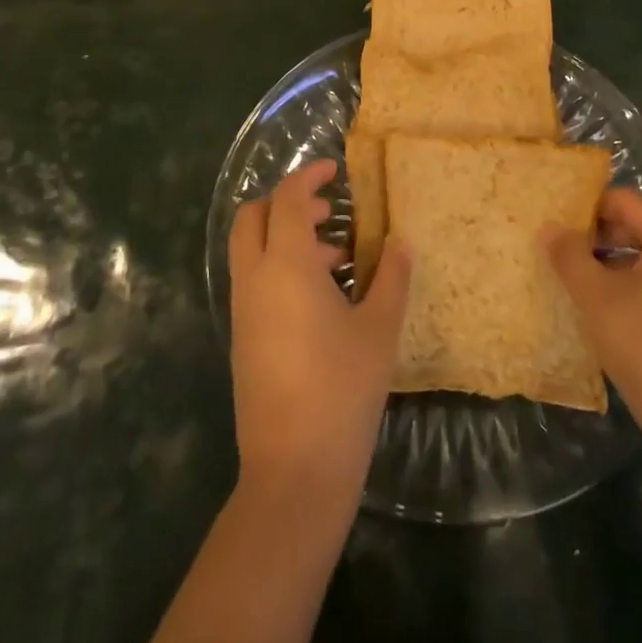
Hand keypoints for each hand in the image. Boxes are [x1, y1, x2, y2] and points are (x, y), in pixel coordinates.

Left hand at [229, 160, 411, 514]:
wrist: (294, 471)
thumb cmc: (342, 390)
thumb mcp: (379, 329)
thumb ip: (391, 277)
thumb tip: (399, 243)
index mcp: (285, 267)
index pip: (286, 199)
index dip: (308, 176)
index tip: (335, 170)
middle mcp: (254, 280)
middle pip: (252, 217)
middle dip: (286, 203)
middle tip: (330, 213)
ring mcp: (243, 311)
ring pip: (252, 250)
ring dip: (286, 238)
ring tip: (338, 258)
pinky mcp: (242, 339)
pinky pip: (255, 281)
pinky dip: (281, 268)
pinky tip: (323, 298)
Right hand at [544, 190, 641, 465]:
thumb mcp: (596, 298)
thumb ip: (569, 256)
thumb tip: (551, 228)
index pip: (626, 200)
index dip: (587, 209)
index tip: (558, 230)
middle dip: (601, 239)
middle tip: (565, 260)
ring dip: (618, 268)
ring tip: (584, 290)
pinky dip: (641, 292)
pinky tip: (617, 320)